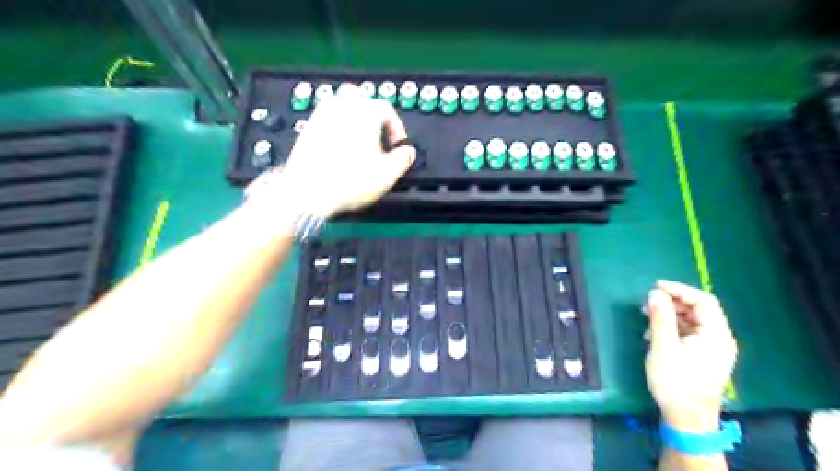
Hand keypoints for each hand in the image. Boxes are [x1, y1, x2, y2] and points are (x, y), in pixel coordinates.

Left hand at [251, 83, 418, 215]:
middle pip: (365, 106)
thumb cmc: (349, 182)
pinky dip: (340, 133)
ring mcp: (321, 115)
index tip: (398, 147)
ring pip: (346, 112)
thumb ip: (404, 158)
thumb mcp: (387, 174)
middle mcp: (342, 106)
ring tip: (361, 151)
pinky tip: (341, 155)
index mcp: (364, 111)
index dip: (397, 130)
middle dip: (376, 125)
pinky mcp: (308, 128)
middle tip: (380, 146)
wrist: (306, 192)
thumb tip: (408, 152)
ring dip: (357, 128)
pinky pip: (331, 123)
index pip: (387, 109)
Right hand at [645, 281, 736, 432]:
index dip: (680, 290)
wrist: (687, 420)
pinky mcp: (702, 357)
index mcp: (716, 335)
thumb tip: (655, 293)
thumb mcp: (664, 347)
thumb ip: (661, 318)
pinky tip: (653, 334)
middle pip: (699, 310)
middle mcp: (719, 339)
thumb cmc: (676, 382)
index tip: (655, 286)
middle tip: (648, 302)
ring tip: (647, 316)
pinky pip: (689, 334)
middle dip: (673, 302)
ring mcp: (712, 349)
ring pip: (692, 321)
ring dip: (670, 315)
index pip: (703, 301)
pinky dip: (672, 328)